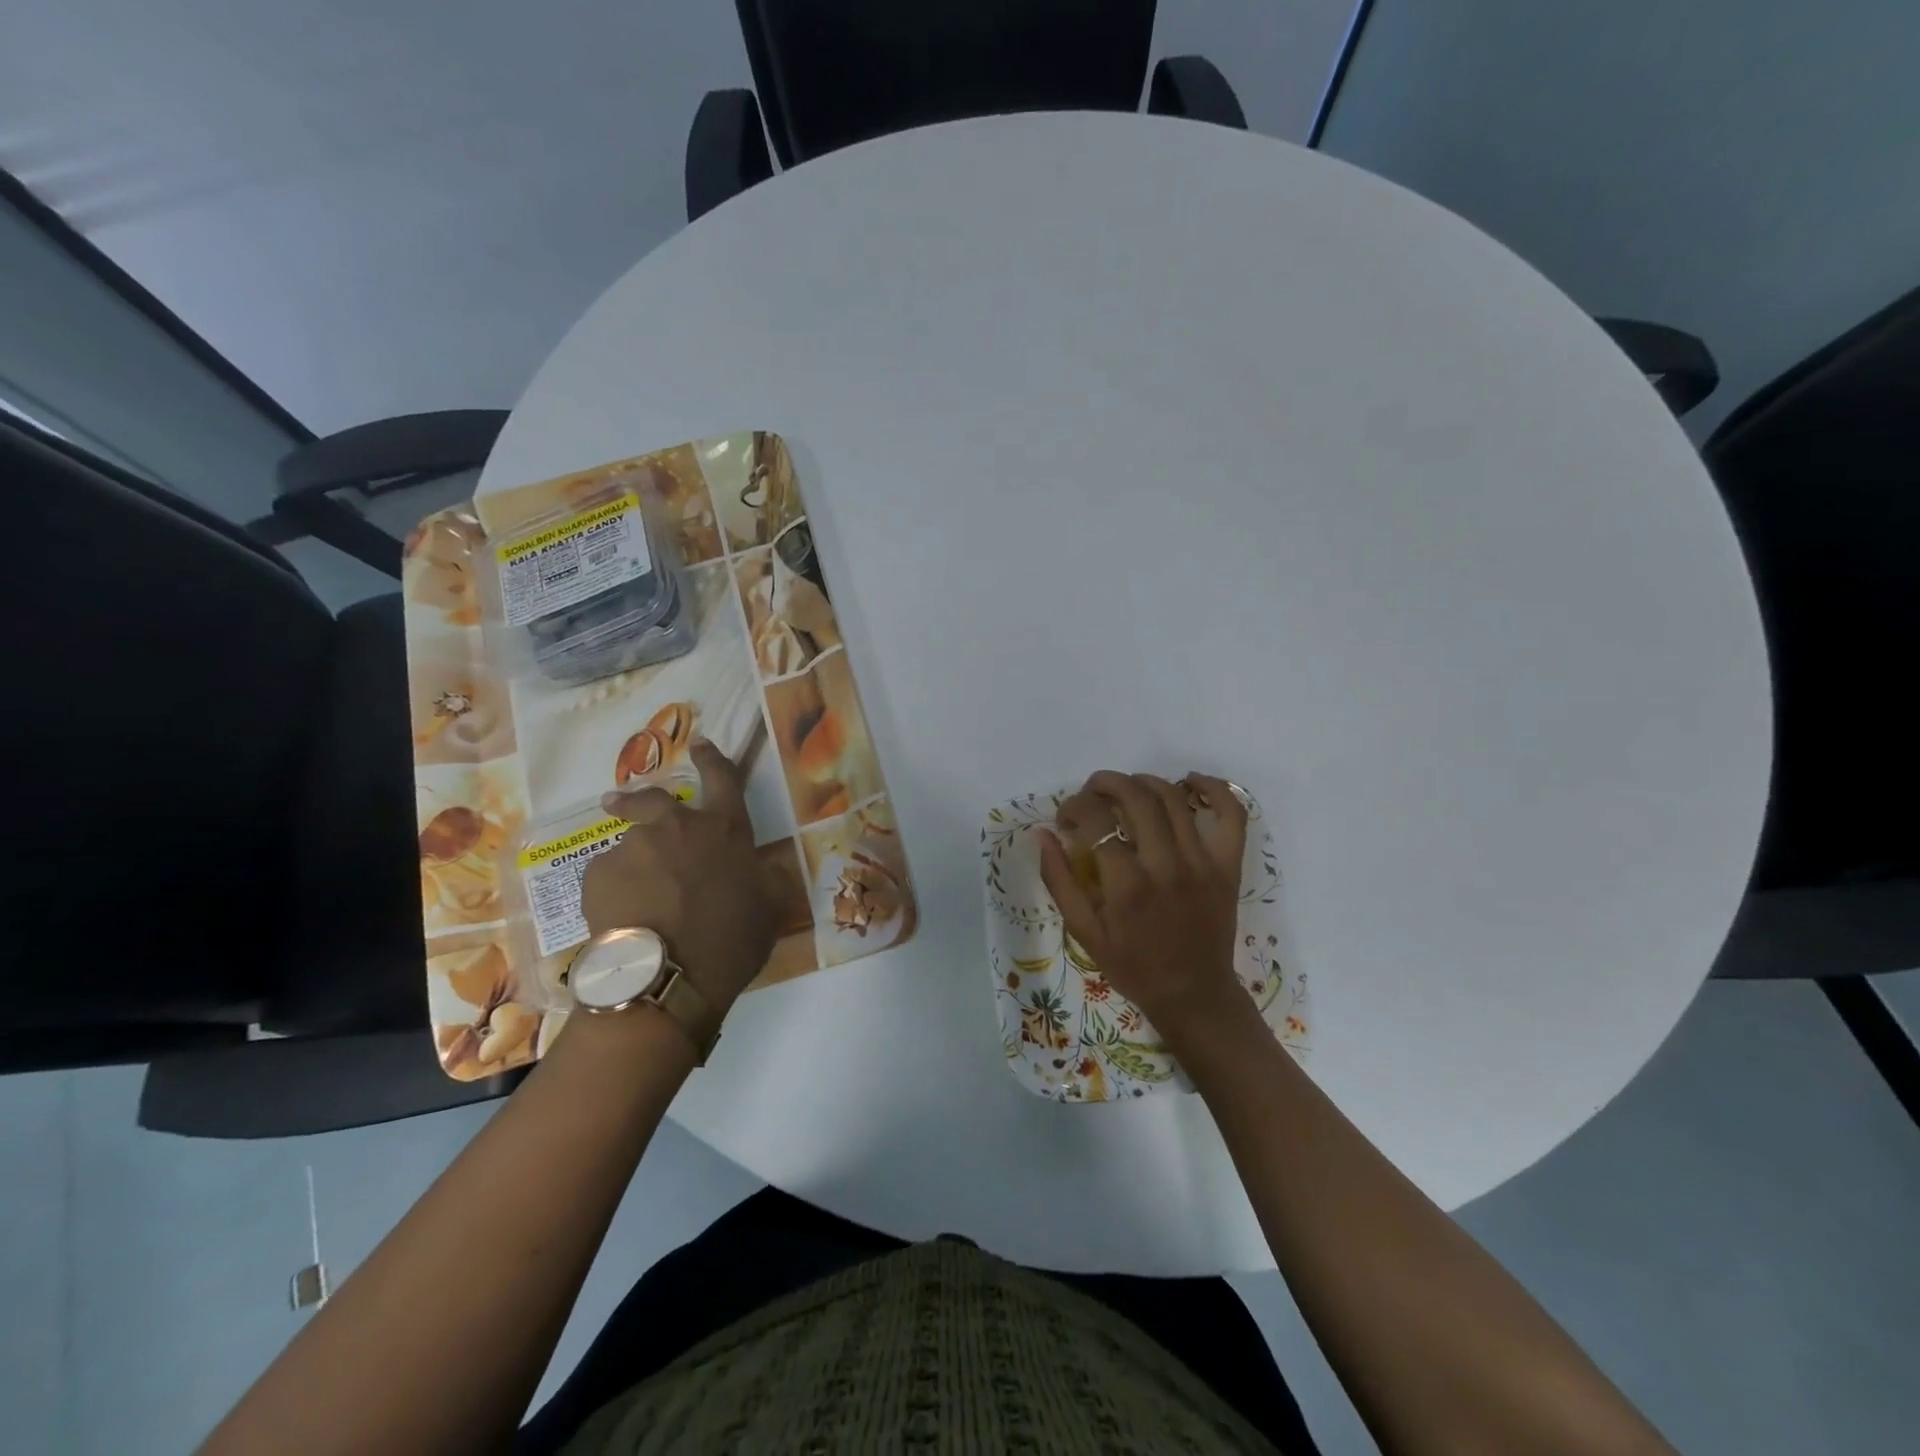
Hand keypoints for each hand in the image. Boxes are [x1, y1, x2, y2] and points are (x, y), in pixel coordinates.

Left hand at [581, 739, 780, 1016]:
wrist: (665, 978)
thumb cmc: (729, 941)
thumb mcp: (770, 908)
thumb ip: (766, 877)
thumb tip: (762, 866)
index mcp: (723, 829)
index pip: (722, 777)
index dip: (713, 757)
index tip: (701, 744)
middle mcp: (676, 827)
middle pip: (654, 798)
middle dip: (641, 796)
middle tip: (623, 802)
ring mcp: (632, 848)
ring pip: (630, 844)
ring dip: (633, 859)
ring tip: (634, 893)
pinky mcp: (597, 875)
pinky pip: (607, 874)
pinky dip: (614, 887)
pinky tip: (620, 916)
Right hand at [1038, 770, 1251, 1043]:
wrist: (1193, 993)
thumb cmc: (1133, 966)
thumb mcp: (1084, 932)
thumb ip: (1059, 881)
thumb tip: (1042, 834)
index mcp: (1126, 885)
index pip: (1095, 820)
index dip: (1073, 807)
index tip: (1065, 817)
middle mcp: (1166, 865)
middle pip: (1135, 797)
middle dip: (1105, 783)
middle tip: (1091, 793)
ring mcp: (1203, 862)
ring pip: (1173, 797)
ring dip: (1143, 781)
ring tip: (1126, 788)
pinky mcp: (1228, 865)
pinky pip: (1231, 814)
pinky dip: (1214, 788)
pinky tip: (1190, 782)